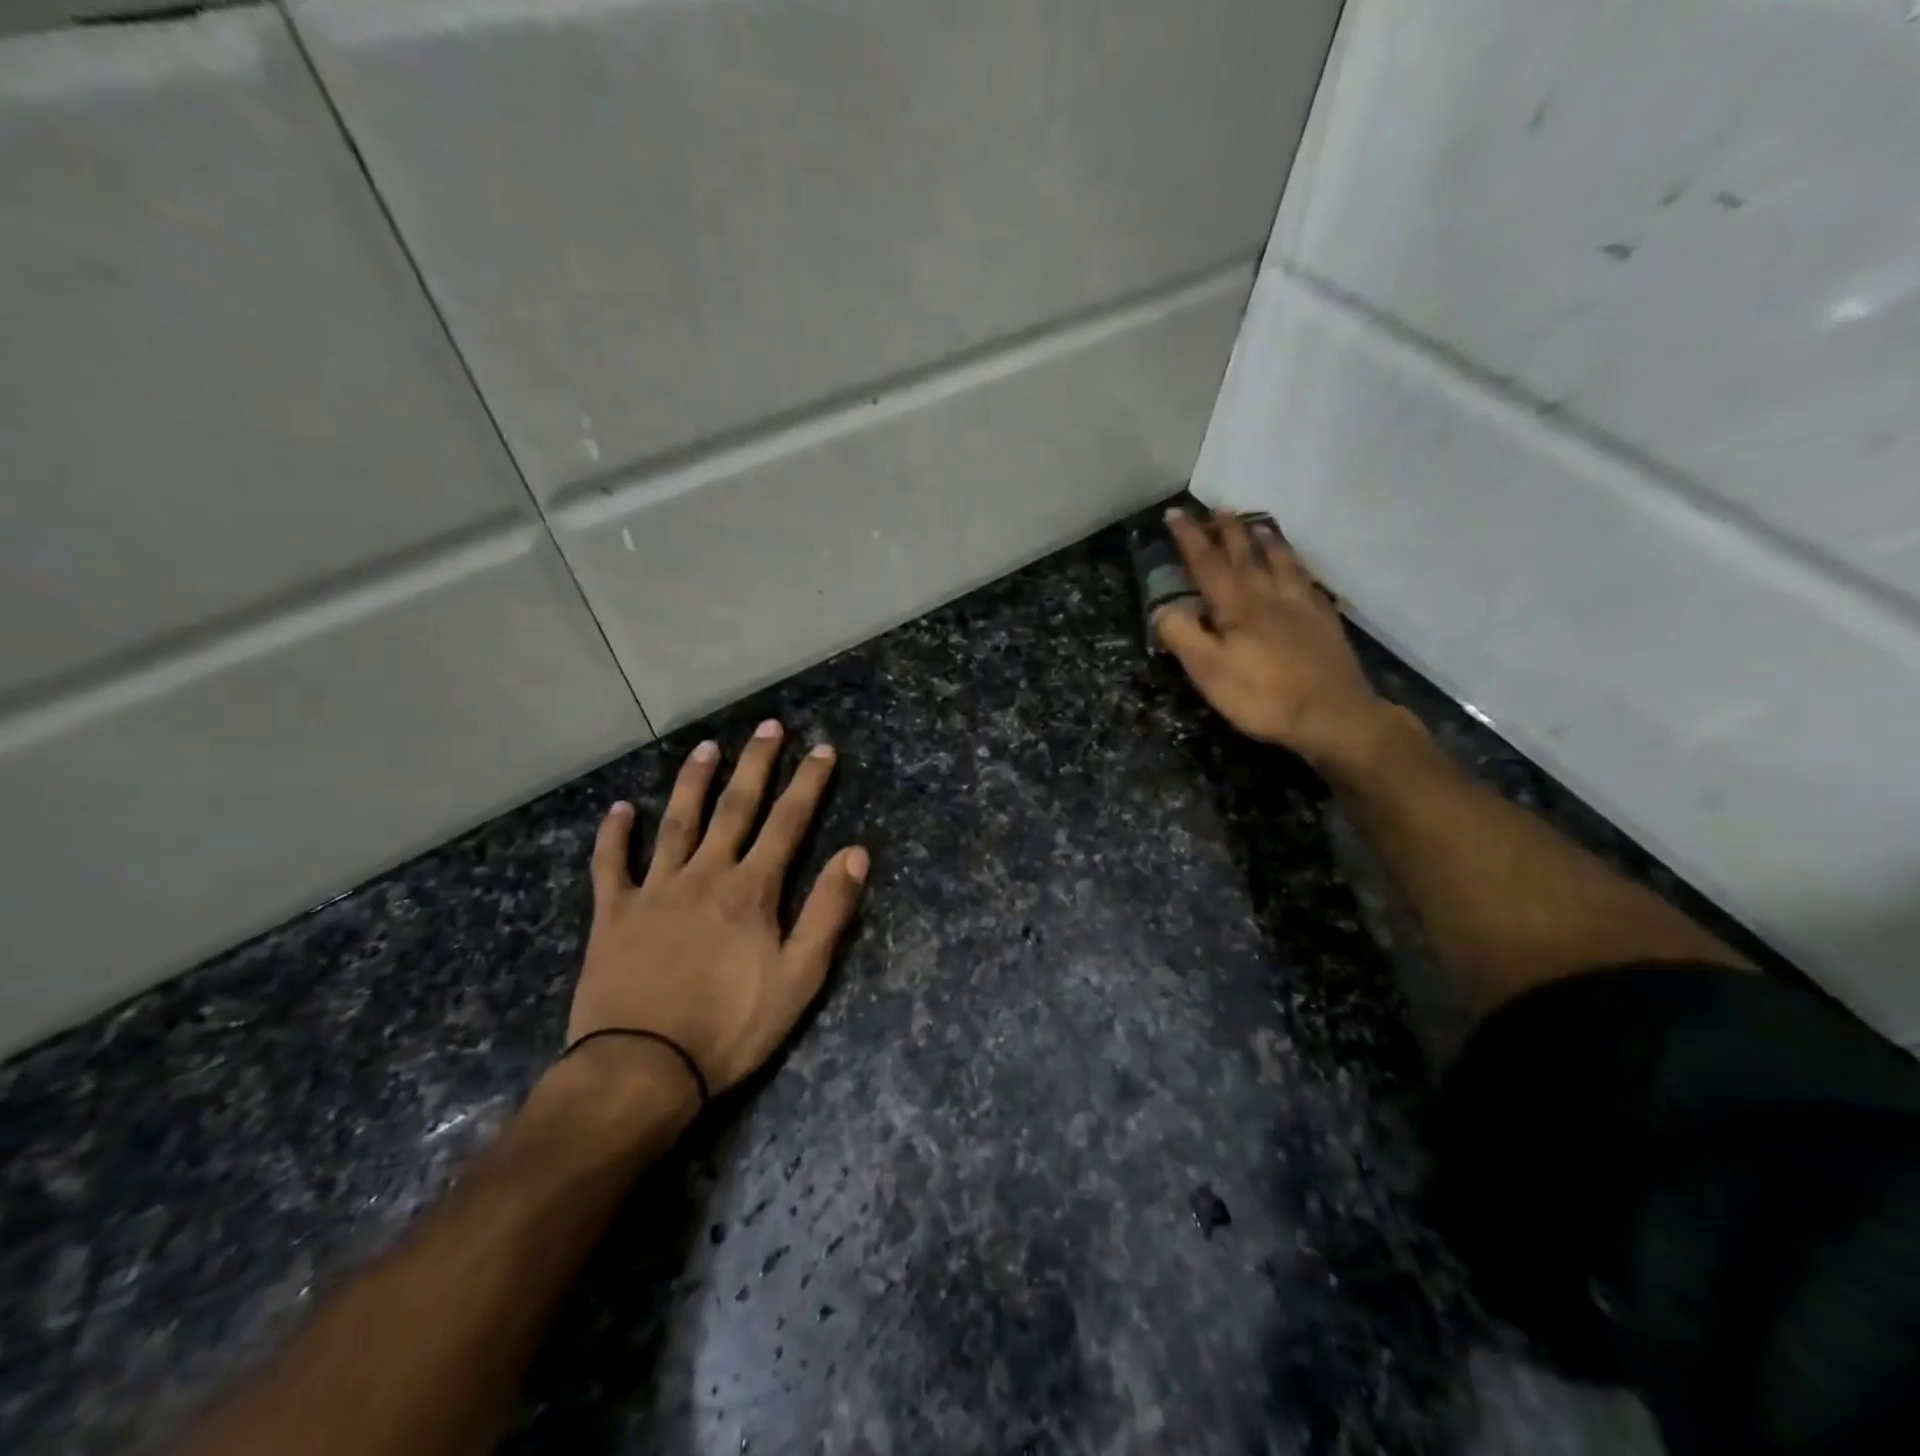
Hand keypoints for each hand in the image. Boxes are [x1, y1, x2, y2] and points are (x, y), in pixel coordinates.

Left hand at [568, 722, 868, 1095]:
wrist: (642, 1068)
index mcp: (751, 889)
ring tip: (706, 747)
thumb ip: (828, 911)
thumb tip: (855, 853)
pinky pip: (610, 864)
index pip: (788, 822)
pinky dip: (614, 834)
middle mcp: (704, 874)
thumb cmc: (730, 1027)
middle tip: (769, 726)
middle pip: (735, 808)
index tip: (823, 749)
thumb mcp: (800, 977)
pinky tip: (620, 809)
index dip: (808, 783)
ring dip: (693, 781)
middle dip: (756, 764)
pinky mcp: (612, 913)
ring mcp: (654, 889)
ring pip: (676, 822)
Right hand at [1154, 509, 1391, 772]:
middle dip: (1229, 531)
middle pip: (1246, 555)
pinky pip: (1309, 583)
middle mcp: (1270, 595)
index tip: (1175, 514)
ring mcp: (1303, 606)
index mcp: (1237, 605)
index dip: (1189, 538)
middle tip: (1218, 509)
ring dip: (1267, 541)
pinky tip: (1300, 570)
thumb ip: (1181, 635)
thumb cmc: (1261, 696)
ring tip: (1260, 526)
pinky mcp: (1324, 623)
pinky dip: (1299, 568)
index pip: (1207, 562)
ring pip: (1283, 562)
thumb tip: (1163, 607)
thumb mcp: (1208, 671)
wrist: (1332, 716)